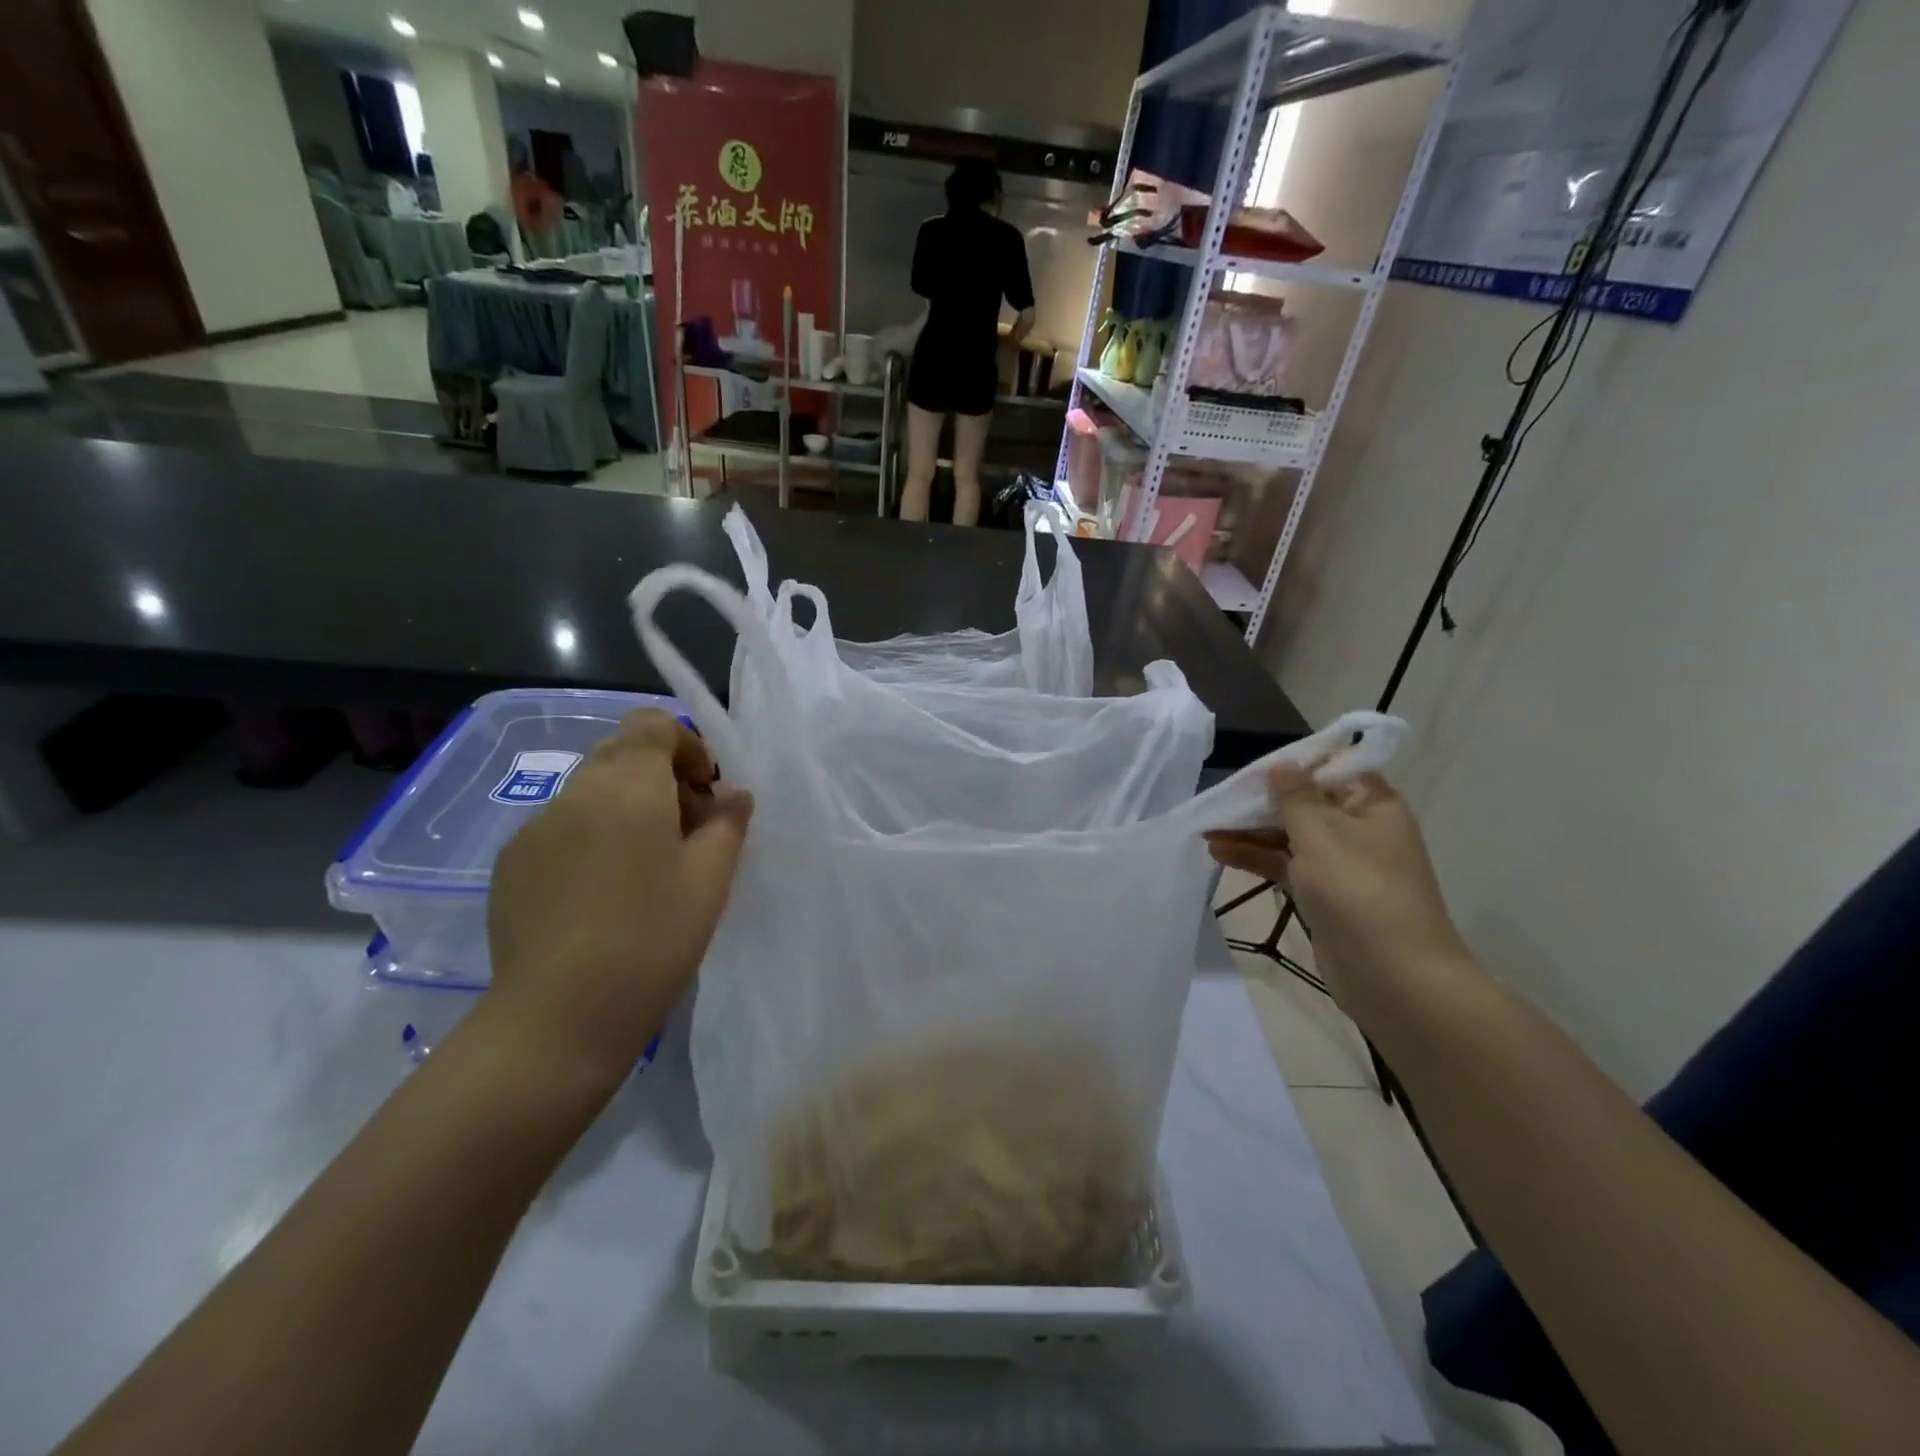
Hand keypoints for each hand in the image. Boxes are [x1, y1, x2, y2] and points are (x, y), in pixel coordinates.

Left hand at [485, 710, 752, 1082]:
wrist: (558, 1016)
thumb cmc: (652, 938)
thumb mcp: (710, 880)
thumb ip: (727, 824)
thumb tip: (732, 795)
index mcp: (628, 786)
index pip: (651, 724)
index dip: (685, 745)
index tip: (704, 790)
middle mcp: (575, 793)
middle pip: (620, 753)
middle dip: (659, 776)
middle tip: (685, 829)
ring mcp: (535, 828)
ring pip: (589, 791)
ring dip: (625, 807)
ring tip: (645, 865)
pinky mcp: (511, 864)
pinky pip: (561, 827)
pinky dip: (591, 836)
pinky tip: (602, 893)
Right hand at [1206, 767, 1468, 1022]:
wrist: (1393, 976)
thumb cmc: (1359, 891)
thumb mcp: (1321, 834)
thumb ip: (1295, 797)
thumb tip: (1282, 765)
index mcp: (1372, 805)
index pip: (1330, 771)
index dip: (1291, 768)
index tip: (1251, 771)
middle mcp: (1358, 829)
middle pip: (1303, 804)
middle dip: (1260, 804)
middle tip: (1217, 803)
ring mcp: (1340, 864)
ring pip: (1289, 837)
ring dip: (1250, 833)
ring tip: (1206, 831)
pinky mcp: (1323, 894)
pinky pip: (1285, 865)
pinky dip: (1256, 858)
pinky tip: (1220, 853)